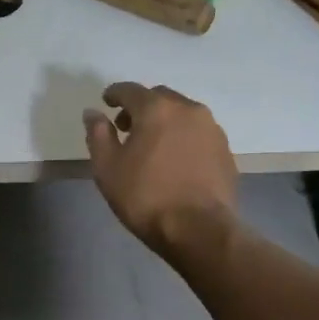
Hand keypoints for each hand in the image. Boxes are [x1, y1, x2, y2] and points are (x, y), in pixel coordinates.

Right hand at [83, 82, 237, 259]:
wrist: (199, 229)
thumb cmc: (146, 197)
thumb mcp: (108, 168)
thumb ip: (98, 135)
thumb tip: (93, 113)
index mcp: (156, 109)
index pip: (130, 90)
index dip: (114, 94)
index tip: (106, 103)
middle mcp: (188, 109)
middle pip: (159, 97)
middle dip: (141, 106)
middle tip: (127, 127)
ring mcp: (211, 129)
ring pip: (182, 113)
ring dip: (165, 121)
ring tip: (153, 146)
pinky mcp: (225, 150)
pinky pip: (198, 133)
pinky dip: (183, 137)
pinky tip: (175, 160)